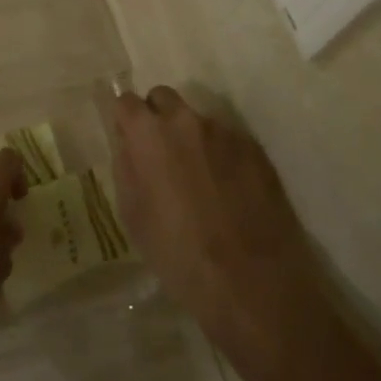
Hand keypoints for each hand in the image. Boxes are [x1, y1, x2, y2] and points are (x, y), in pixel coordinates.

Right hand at [111, 87, 320, 366]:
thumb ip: (126, 168)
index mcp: (149, 134)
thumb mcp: (133, 216)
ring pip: (198, 121)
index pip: (126, 101)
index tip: (127, 140)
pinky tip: (228, 192)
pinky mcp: (256, 150)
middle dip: (157, 118)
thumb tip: (128, 145)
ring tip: (200, 181)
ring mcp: (225, 132)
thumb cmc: (179, 254)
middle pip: (163, 98)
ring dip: (192, 139)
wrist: (253, 282)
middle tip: (160, 155)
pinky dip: (221, 156)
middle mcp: (187, 121)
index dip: (124, 120)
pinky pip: (228, 141)